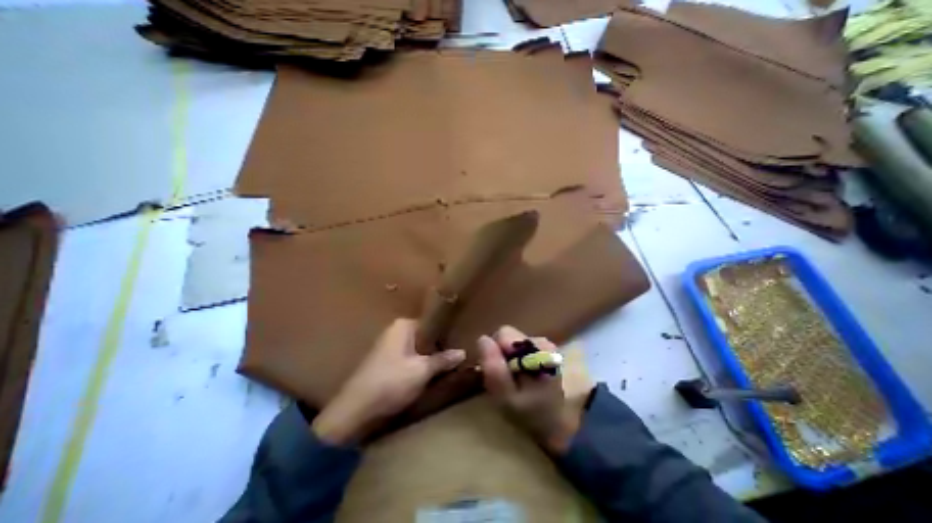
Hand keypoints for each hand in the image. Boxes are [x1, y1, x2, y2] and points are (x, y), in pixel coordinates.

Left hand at [313, 319, 464, 444]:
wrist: (355, 410)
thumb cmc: (391, 382)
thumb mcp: (422, 371)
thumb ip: (443, 360)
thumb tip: (463, 352)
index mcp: (403, 325)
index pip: (431, 323)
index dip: (446, 334)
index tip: (461, 342)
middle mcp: (395, 331)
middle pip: (425, 336)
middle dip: (439, 346)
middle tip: (457, 355)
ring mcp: (388, 346)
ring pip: (417, 348)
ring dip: (430, 356)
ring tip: (448, 364)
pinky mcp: (385, 362)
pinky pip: (409, 358)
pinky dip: (419, 364)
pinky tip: (430, 373)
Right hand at [477, 327, 580, 453]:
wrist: (560, 426)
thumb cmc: (531, 414)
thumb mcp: (506, 397)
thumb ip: (494, 368)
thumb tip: (483, 339)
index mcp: (534, 350)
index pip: (503, 335)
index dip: (494, 352)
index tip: (497, 373)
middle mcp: (541, 341)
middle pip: (508, 336)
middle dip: (501, 354)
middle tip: (505, 378)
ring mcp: (545, 344)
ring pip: (513, 342)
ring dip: (509, 357)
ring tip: (514, 380)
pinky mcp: (545, 350)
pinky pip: (521, 347)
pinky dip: (517, 359)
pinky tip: (523, 377)